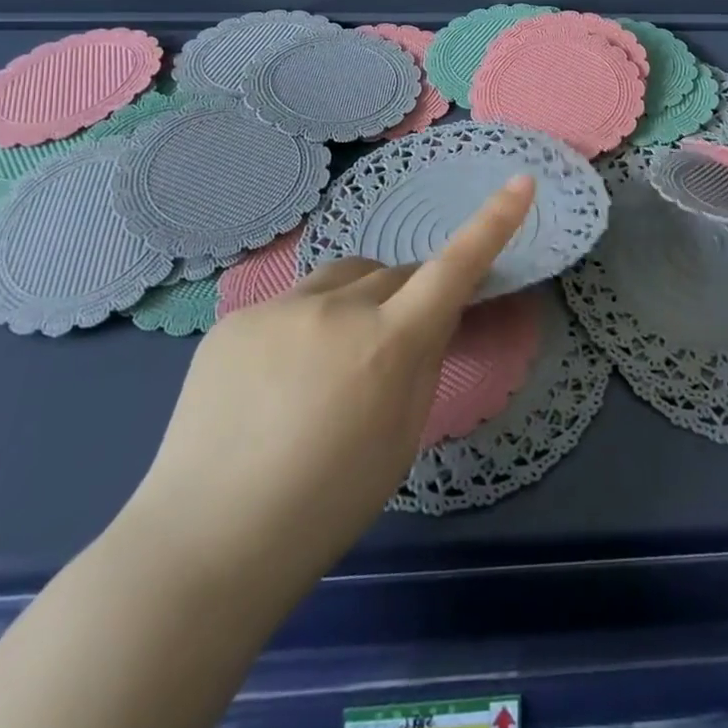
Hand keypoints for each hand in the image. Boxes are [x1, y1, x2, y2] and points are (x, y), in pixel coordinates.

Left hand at [124, 176, 536, 573]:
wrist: (206, 544)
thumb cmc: (327, 504)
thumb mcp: (402, 434)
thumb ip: (422, 360)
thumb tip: (428, 317)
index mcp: (389, 344)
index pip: (455, 267)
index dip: (493, 222)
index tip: (521, 182)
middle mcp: (338, 308)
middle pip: (393, 275)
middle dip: (405, 299)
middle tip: (390, 352)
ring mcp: (280, 307)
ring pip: (343, 278)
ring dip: (356, 301)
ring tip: (329, 363)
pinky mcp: (236, 319)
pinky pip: (291, 303)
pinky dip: (303, 326)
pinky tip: (274, 381)